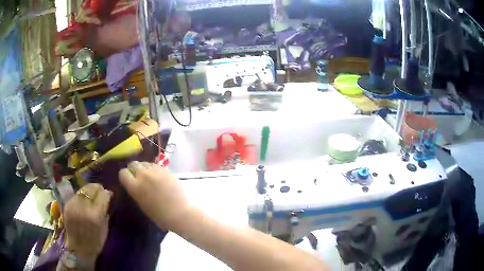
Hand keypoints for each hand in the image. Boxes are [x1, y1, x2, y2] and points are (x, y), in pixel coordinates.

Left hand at [64, 184, 111, 260]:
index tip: (108, 193)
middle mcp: (83, 208)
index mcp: (95, 216)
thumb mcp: (104, 229)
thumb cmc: (96, 242)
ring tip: (91, 193)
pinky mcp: (67, 206)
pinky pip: (75, 195)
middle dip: (97, 188)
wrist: (79, 249)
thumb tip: (108, 197)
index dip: (106, 193)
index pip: (102, 195)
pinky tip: (83, 200)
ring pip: (82, 190)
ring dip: (88, 190)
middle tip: (100, 190)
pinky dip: (81, 196)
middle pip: (91, 189)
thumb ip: (105, 211)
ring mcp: (73, 206)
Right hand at [119, 161, 188, 229]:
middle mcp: (143, 176)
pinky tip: (161, 178)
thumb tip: (135, 183)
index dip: (125, 176)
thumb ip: (136, 190)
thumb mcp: (141, 203)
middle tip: (140, 177)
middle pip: (133, 164)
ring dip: (146, 169)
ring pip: (145, 163)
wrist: (179, 213)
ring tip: (151, 177)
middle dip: (135, 170)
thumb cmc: (159, 215)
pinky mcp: (166, 170)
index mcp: (135, 187)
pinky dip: (156, 170)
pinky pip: (157, 166)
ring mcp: (155, 171)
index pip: (123, 173)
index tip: (129, 179)